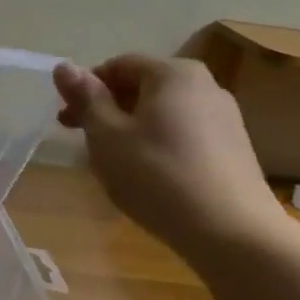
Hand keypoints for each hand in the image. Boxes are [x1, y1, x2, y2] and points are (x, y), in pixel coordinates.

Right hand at [53, 55, 285, 255]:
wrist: (232, 234)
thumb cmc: (157, 174)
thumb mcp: (106, 135)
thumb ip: (85, 98)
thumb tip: (64, 67)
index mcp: (173, 73)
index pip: (118, 65)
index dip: (86, 89)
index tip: (67, 120)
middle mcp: (205, 86)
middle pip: (143, 87)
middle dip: (108, 110)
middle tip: (83, 141)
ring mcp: (225, 118)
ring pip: (162, 113)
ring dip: (131, 129)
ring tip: (113, 163)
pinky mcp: (234, 149)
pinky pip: (183, 135)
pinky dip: (158, 145)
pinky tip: (148, 176)